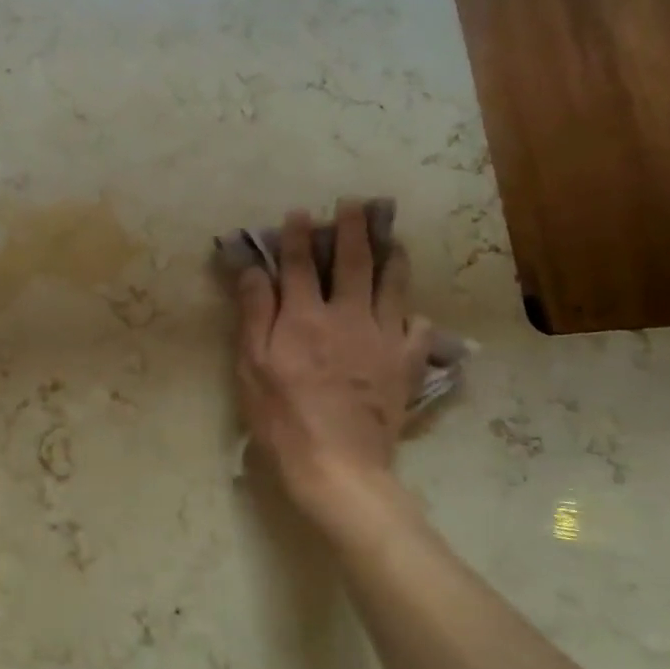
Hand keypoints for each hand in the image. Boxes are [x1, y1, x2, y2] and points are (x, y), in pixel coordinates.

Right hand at [233, 202, 432, 517]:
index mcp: (304, 317)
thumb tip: (253, 269)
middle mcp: (347, 317)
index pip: (298, 264)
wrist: (336, 464)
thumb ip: (254, 313)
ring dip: (392, 257)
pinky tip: (414, 312)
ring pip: (392, 286)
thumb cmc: (281, 416)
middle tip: (357, 203)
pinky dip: (416, 316)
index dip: (298, 236)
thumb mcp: (251, 365)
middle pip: (352, 263)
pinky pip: (418, 331)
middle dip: (353, 229)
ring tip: (394, 239)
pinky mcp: (405, 365)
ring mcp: (382, 339)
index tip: (301, 212)